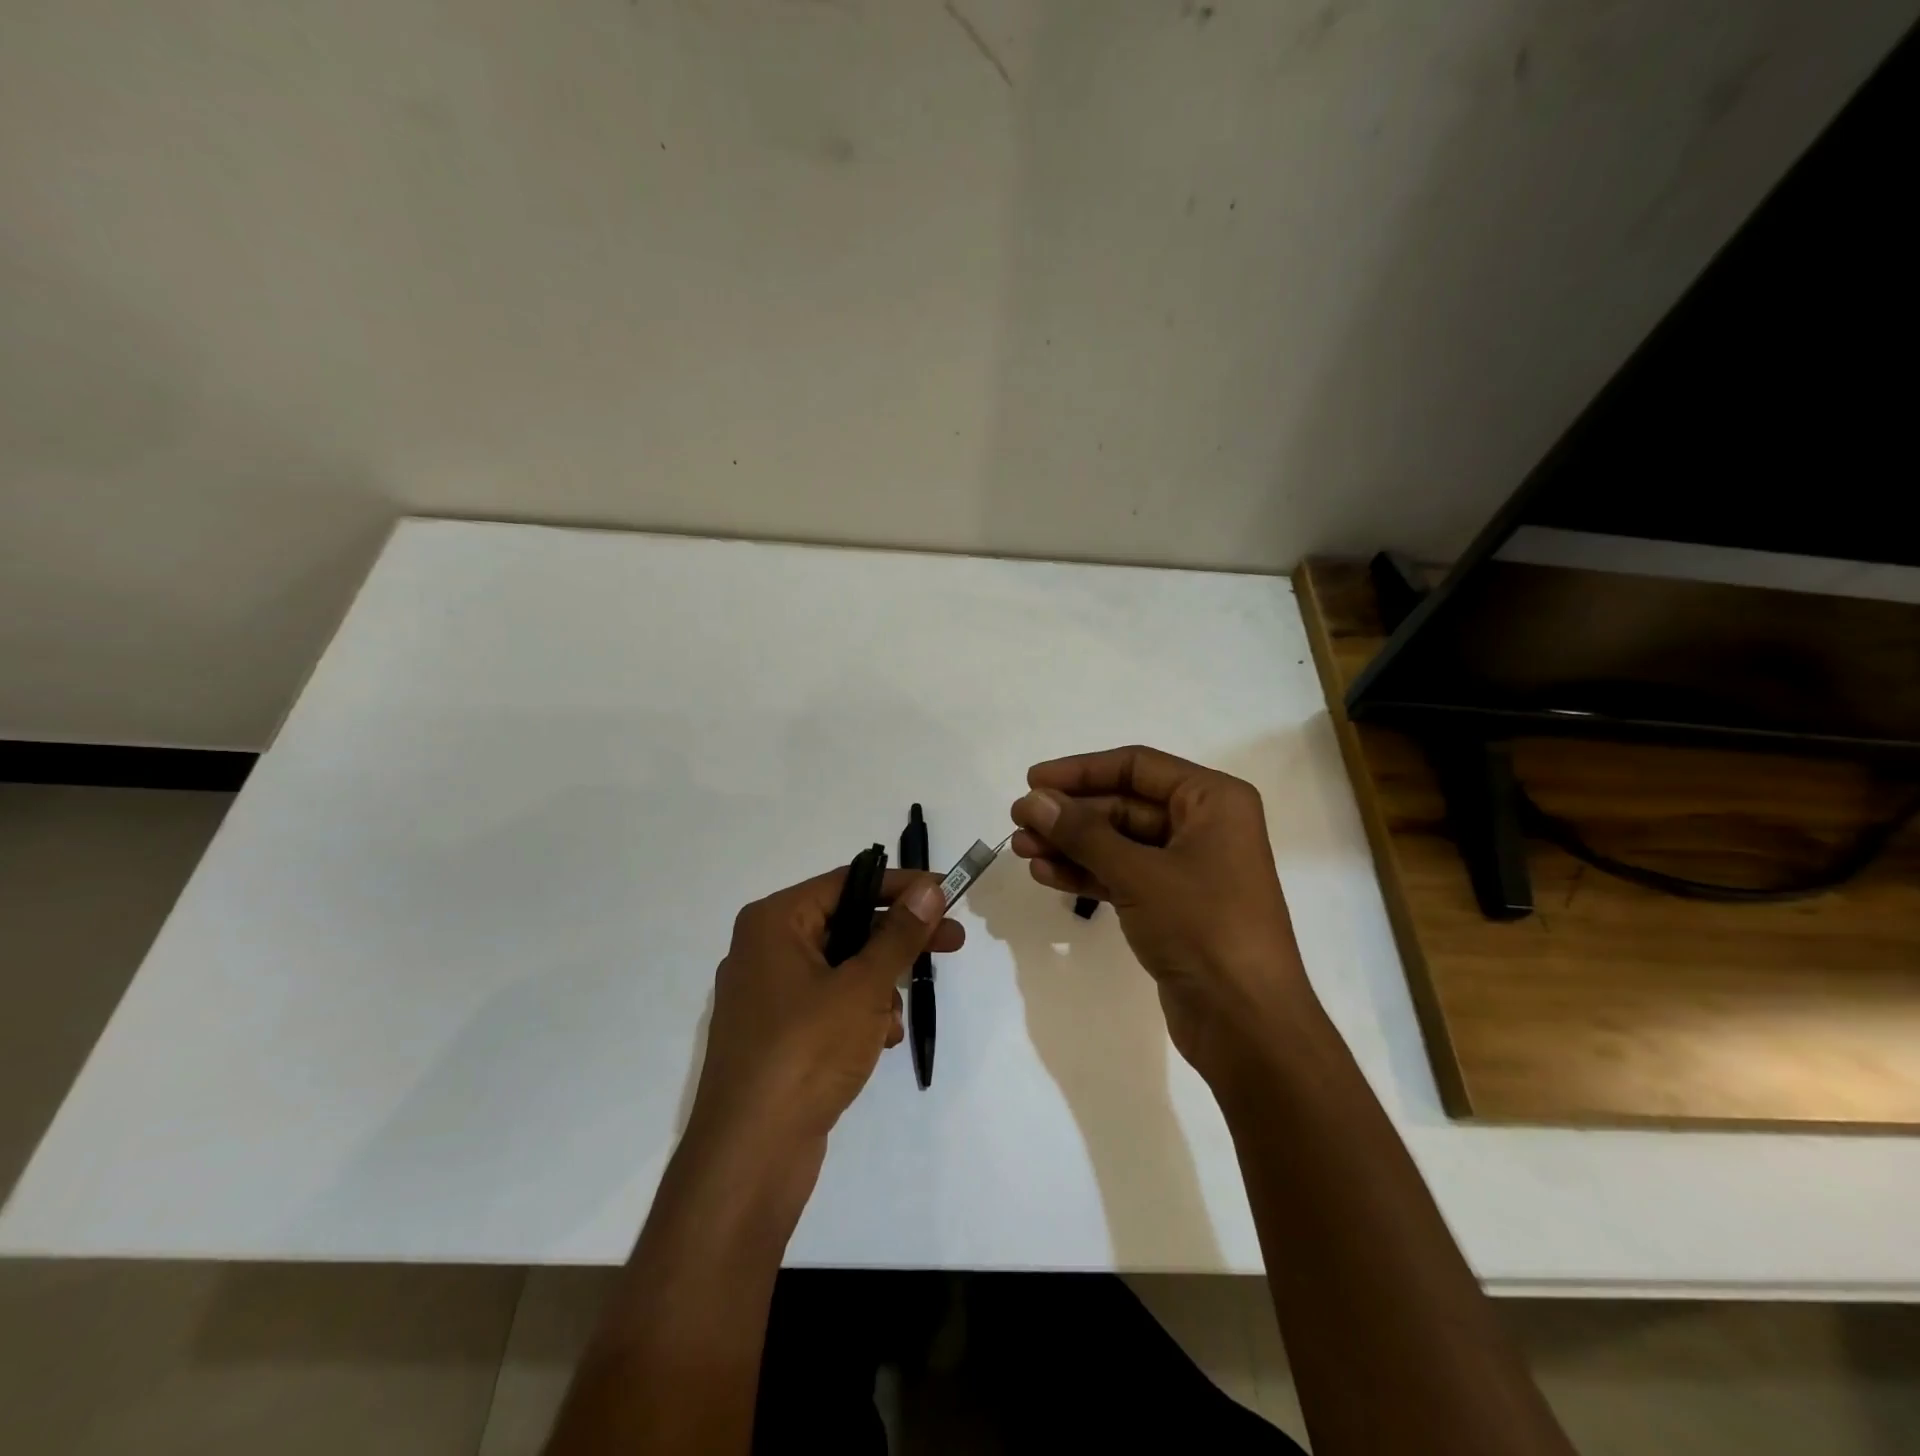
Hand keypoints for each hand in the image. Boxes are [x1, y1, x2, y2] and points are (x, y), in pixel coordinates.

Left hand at [687, 869, 963, 1160]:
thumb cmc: (806, 1051)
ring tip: (894, 1019)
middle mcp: (765, 949)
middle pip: (847, 925)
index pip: (847, 883)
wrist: (751, 1156)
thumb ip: (899, 934)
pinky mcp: (778, 1034)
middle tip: (952, 941)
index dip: (900, 886)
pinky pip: (829, 1003)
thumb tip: (929, 888)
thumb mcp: (863, 987)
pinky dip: (859, 1015)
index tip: (945, 892)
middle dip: (898, 940)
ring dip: (879, 986)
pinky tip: (880, 1042)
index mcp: (774, 922)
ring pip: (842, 968)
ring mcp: (768, 994)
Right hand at [1008, 745, 1309, 1077]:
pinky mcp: (1172, 906)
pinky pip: (1122, 876)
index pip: (1137, 766)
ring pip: (1118, 843)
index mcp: (1213, 801)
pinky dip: (1086, 874)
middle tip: (1019, 821)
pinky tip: (1045, 874)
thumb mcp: (1138, 873)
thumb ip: (1082, 833)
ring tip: (1021, 848)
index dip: (1081, 770)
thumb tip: (1034, 800)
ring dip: (1070, 845)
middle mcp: (1203, 826)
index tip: (1033, 780)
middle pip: (1124, 804)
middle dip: (1070, 814)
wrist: (1247, 1024)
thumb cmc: (1203, 928)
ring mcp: (1188, 869)